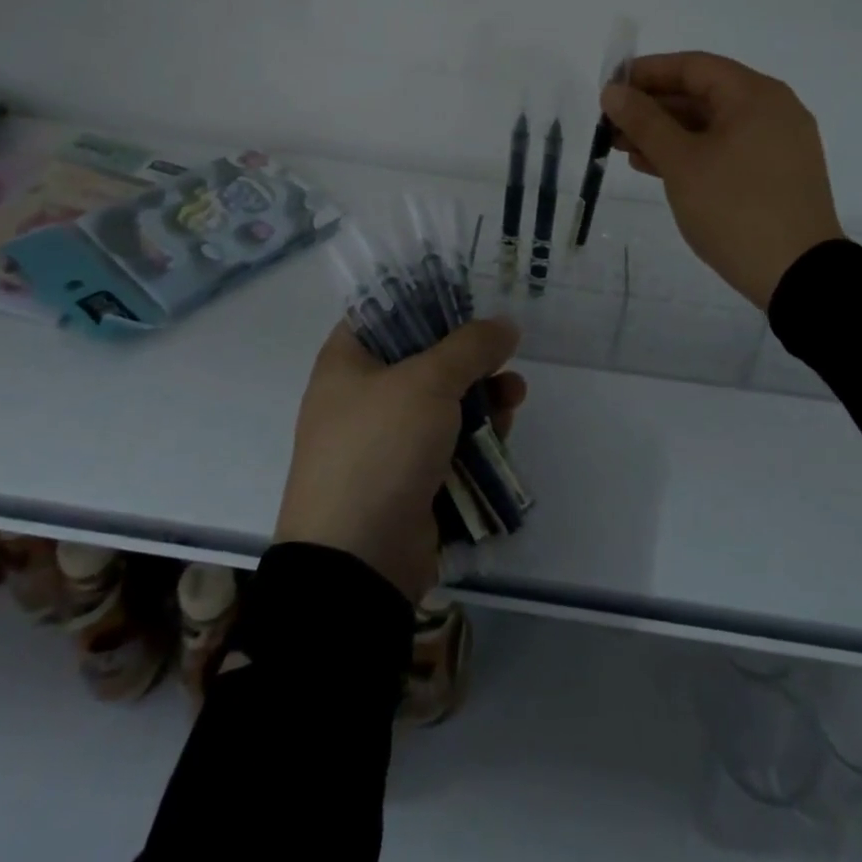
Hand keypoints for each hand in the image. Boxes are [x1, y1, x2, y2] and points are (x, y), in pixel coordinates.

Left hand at [274, 317, 525, 602]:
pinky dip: (476, 434)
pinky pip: (448, 442)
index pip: (384, 312)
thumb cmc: (381, 449)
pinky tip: (505, 429)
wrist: (358, 562)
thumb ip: (470, 347)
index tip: (469, 299)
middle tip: (503, 352)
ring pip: (443, 401)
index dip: (426, 300)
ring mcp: (385, 440)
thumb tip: (504, 325)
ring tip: (515, 394)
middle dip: (469, 356)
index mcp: (347, 362)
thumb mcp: (428, 383)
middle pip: (422, 357)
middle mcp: (361, 396)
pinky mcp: (409, 477)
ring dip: (482, 395)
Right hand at [602, 51, 844, 309]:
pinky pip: (726, 149)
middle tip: (611, 127)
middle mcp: (772, 109)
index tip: (610, 91)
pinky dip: (692, 153)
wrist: (799, 276)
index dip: (646, 74)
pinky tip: (656, 167)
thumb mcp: (681, 162)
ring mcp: (777, 143)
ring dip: (667, 133)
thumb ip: (644, 122)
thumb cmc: (735, 209)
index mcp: (755, 95)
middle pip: (702, 94)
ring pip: (712, 125)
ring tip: (624, 150)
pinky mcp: (776, 173)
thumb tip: (613, 92)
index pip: (693, 66)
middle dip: (653, 108)